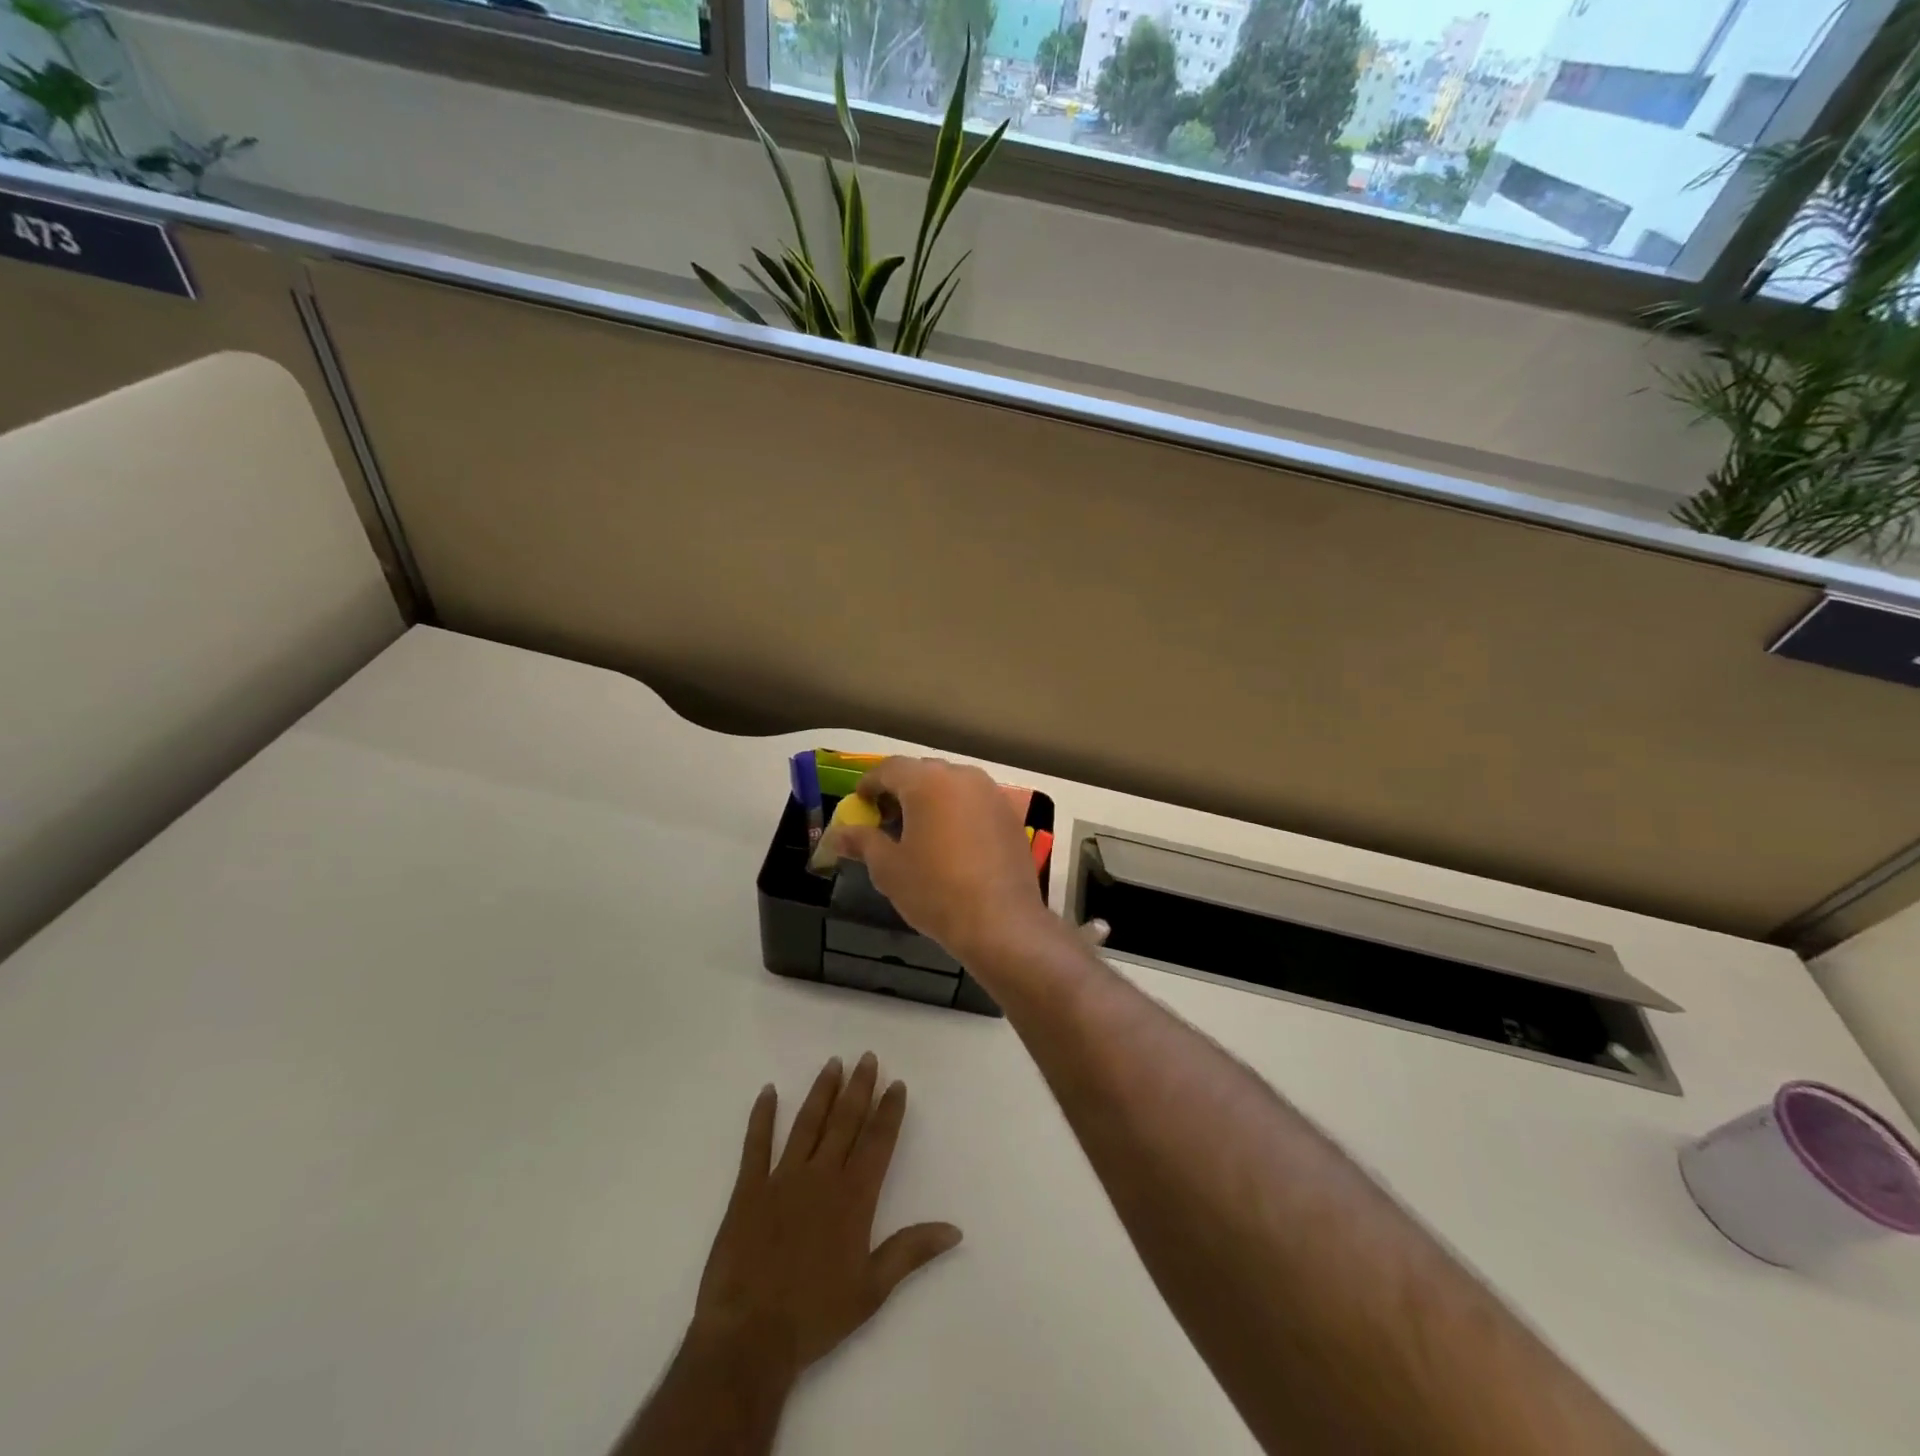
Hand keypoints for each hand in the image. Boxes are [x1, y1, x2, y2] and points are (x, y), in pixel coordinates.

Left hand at [690, 1053, 961, 1385]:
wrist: (749, 1336)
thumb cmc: (815, 1315)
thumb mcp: (872, 1290)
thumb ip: (911, 1251)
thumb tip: (955, 1229)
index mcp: (853, 1197)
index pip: (877, 1141)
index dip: (889, 1111)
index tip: (896, 1083)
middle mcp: (821, 1176)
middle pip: (845, 1121)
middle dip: (859, 1087)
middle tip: (867, 1057)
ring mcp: (782, 1178)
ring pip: (807, 1123)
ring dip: (822, 1091)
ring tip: (833, 1063)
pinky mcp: (748, 1189)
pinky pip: (756, 1144)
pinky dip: (762, 1116)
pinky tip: (769, 1091)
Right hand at [839, 757, 1053, 964]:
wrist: (1000, 922)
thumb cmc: (935, 890)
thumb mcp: (888, 868)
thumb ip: (862, 842)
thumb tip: (837, 835)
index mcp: (928, 782)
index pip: (890, 768)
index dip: (870, 784)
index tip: (860, 805)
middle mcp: (963, 777)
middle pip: (923, 772)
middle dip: (901, 790)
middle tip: (887, 819)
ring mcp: (992, 794)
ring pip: (952, 785)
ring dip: (931, 800)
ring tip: (919, 832)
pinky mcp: (1010, 816)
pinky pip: (975, 803)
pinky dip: (957, 812)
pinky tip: (952, 843)